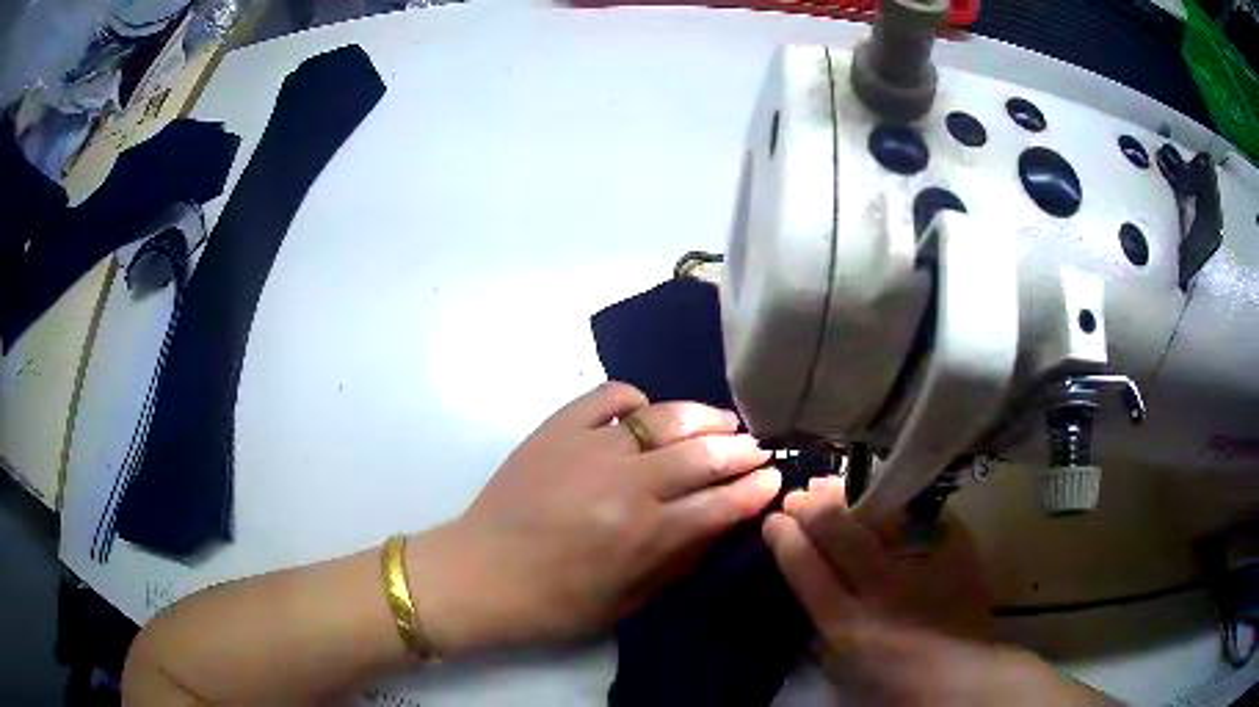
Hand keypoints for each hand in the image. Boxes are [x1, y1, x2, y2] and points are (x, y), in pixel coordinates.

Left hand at [409, 382, 779, 654]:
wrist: (479, 573)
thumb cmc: (554, 602)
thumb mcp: (627, 601)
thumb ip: (679, 561)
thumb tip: (720, 524)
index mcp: (644, 534)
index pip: (720, 504)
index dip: (755, 490)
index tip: (774, 478)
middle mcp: (626, 484)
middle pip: (703, 455)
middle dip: (741, 451)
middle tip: (757, 448)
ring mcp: (590, 448)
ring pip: (664, 418)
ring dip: (702, 418)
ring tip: (722, 421)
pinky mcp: (557, 428)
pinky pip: (608, 396)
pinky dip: (634, 399)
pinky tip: (645, 411)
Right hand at [764, 479, 1113, 704]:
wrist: (963, 674)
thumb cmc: (896, 678)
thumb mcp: (845, 660)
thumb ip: (825, 620)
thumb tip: (811, 576)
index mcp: (850, 628)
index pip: (807, 572)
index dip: (788, 542)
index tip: (774, 521)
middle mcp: (884, 592)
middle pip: (841, 535)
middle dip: (814, 509)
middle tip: (800, 496)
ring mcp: (923, 566)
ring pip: (878, 517)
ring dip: (850, 498)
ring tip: (831, 487)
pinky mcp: (955, 548)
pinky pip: (919, 515)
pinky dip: (895, 505)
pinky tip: (881, 497)